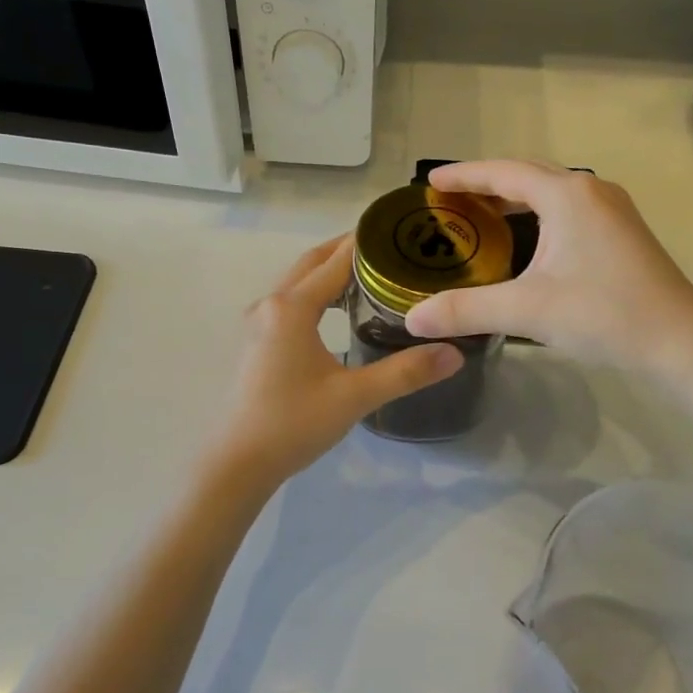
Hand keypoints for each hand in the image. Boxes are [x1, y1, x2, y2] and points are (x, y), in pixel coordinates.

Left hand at [210, 234, 463, 486]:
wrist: (238, 462)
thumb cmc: (293, 424)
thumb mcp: (354, 397)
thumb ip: (405, 372)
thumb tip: (453, 354)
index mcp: (292, 307)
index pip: (336, 261)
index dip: (367, 244)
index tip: (399, 230)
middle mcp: (271, 304)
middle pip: (312, 262)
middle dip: (348, 251)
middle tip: (391, 248)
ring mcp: (258, 323)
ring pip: (298, 281)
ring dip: (329, 271)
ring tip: (370, 274)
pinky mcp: (256, 341)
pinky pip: (290, 301)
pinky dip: (315, 292)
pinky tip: (337, 311)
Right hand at [403, 161, 692, 372]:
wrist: (680, 341)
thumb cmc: (603, 314)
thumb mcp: (527, 310)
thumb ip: (466, 310)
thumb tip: (413, 318)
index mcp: (567, 196)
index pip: (503, 172)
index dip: (463, 175)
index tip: (430, 182)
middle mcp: (591, 192)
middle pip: (528, 176)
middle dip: (486, 184)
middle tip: (450, 201)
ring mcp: (612, 211)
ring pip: (551, 193)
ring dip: (514, 200)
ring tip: (481, 218)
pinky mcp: (622, 234)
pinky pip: (568, 211)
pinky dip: (537, 216)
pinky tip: (526, 243)